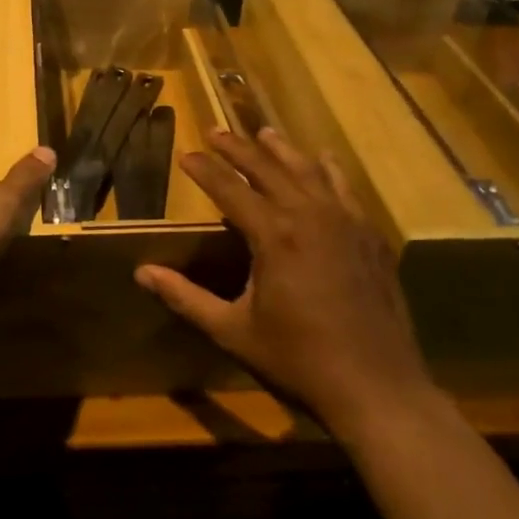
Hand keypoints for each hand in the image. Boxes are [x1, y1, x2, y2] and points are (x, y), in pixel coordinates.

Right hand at [135, 128, 433, 434]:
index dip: (205, 169)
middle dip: (238, 147)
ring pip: (308, 170)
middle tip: (215, 131)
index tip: (186, 154)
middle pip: (268, 167)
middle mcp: (309, 215)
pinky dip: (328, 169)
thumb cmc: (298, 360)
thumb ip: (186, 298)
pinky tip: (323, 161)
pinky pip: (344, 189)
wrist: (378, 388)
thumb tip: (141, 273)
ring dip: (282, 149)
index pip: (229, 188)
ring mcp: (345, 221)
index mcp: (273, 235)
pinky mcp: (370, 235)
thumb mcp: (233, 331)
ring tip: (264, 132)